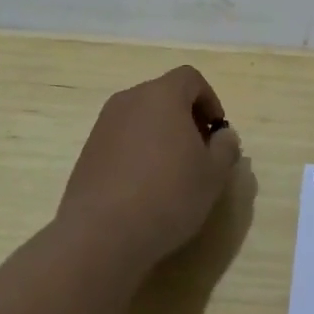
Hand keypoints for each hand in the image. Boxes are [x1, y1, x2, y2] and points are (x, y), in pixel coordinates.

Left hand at [57, 66, 242, 272]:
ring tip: (172, 173)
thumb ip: (226, 147)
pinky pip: (122, 140)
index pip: (190, 78)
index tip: (216, 132)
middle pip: (165, 96)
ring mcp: (103, 125)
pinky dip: (138, 152)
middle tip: (199, 152)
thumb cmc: (168, 194)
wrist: (101, 234)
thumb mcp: (214, 174)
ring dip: (161, 136)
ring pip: (142, 118)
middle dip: (186, 118)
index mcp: (162, 95)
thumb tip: (222, 136)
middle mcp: (129, 100)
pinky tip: (145, 188)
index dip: (210, 100)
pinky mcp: (87, 152)